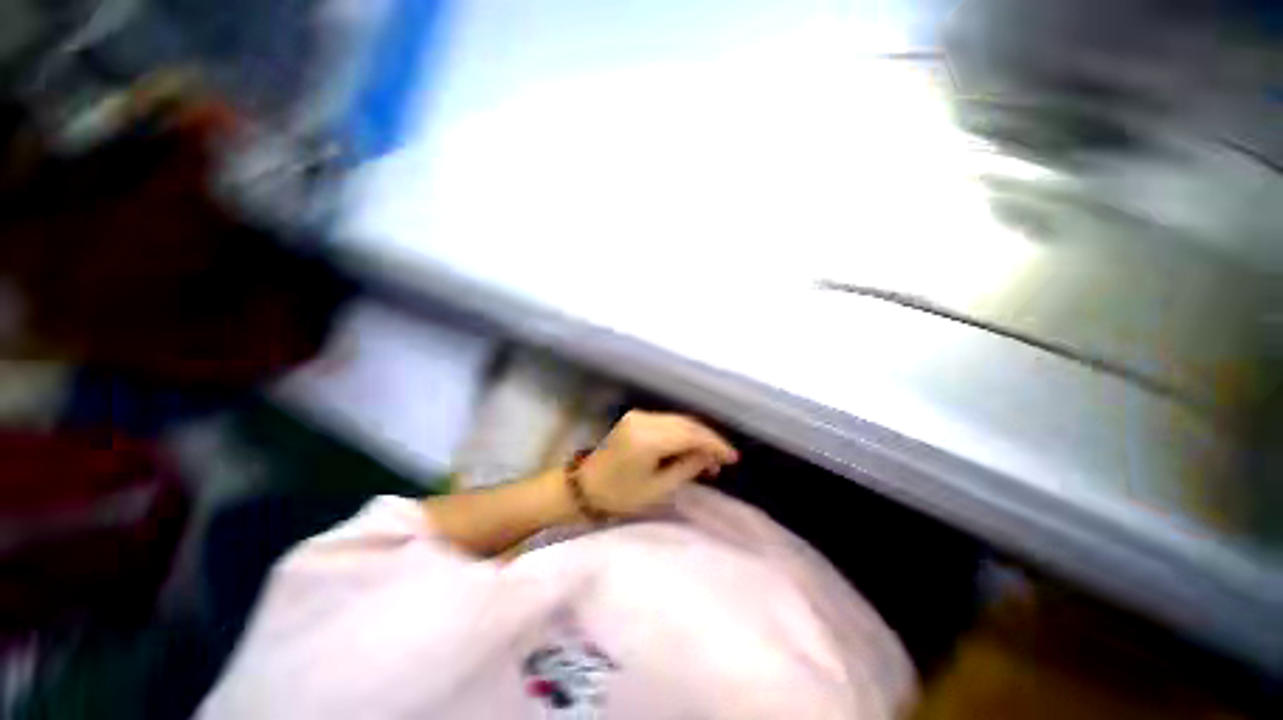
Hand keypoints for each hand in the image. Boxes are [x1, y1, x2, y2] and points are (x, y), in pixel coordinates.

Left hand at [576, 410, 738, 516]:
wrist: (584, 486)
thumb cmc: (619, 495)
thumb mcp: (658, 489)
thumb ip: (687, 468)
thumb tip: (709, 456)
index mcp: (648, 438)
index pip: (691, 434)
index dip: (715, 444)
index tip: (733, 457)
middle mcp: (644, 419)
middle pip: (686, 423)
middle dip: (707, 439)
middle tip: (722, 460)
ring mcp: (638, 416)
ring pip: (678, 420)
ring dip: (695, 436)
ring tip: (709, 458)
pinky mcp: (635, 418)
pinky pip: (666, 421)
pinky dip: (681, 432)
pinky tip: (689, 447)